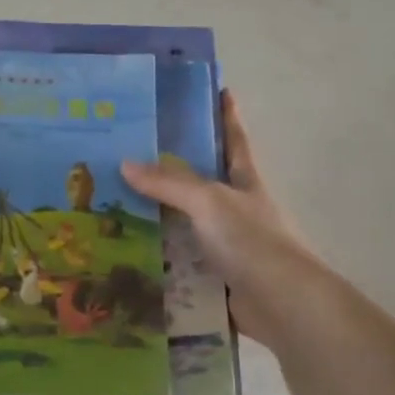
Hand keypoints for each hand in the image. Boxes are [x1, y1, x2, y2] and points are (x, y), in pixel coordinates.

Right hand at [121, 91, 320, 346]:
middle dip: (171, 170)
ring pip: (185, 225)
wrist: (283, 304)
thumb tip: (125, 163)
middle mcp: (237, 210)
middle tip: (128, 154)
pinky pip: (180, 264)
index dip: (226, 115)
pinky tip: (127, 257)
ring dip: (156, 219)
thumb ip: (169, 183)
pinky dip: (158, 261)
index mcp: (245, 182)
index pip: (234, 139)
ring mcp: (227, 246)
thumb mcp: (209, 202)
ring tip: (112, 206)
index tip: (218, 89)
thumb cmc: (252, 241)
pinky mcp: (215, 278)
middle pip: (201, 183)